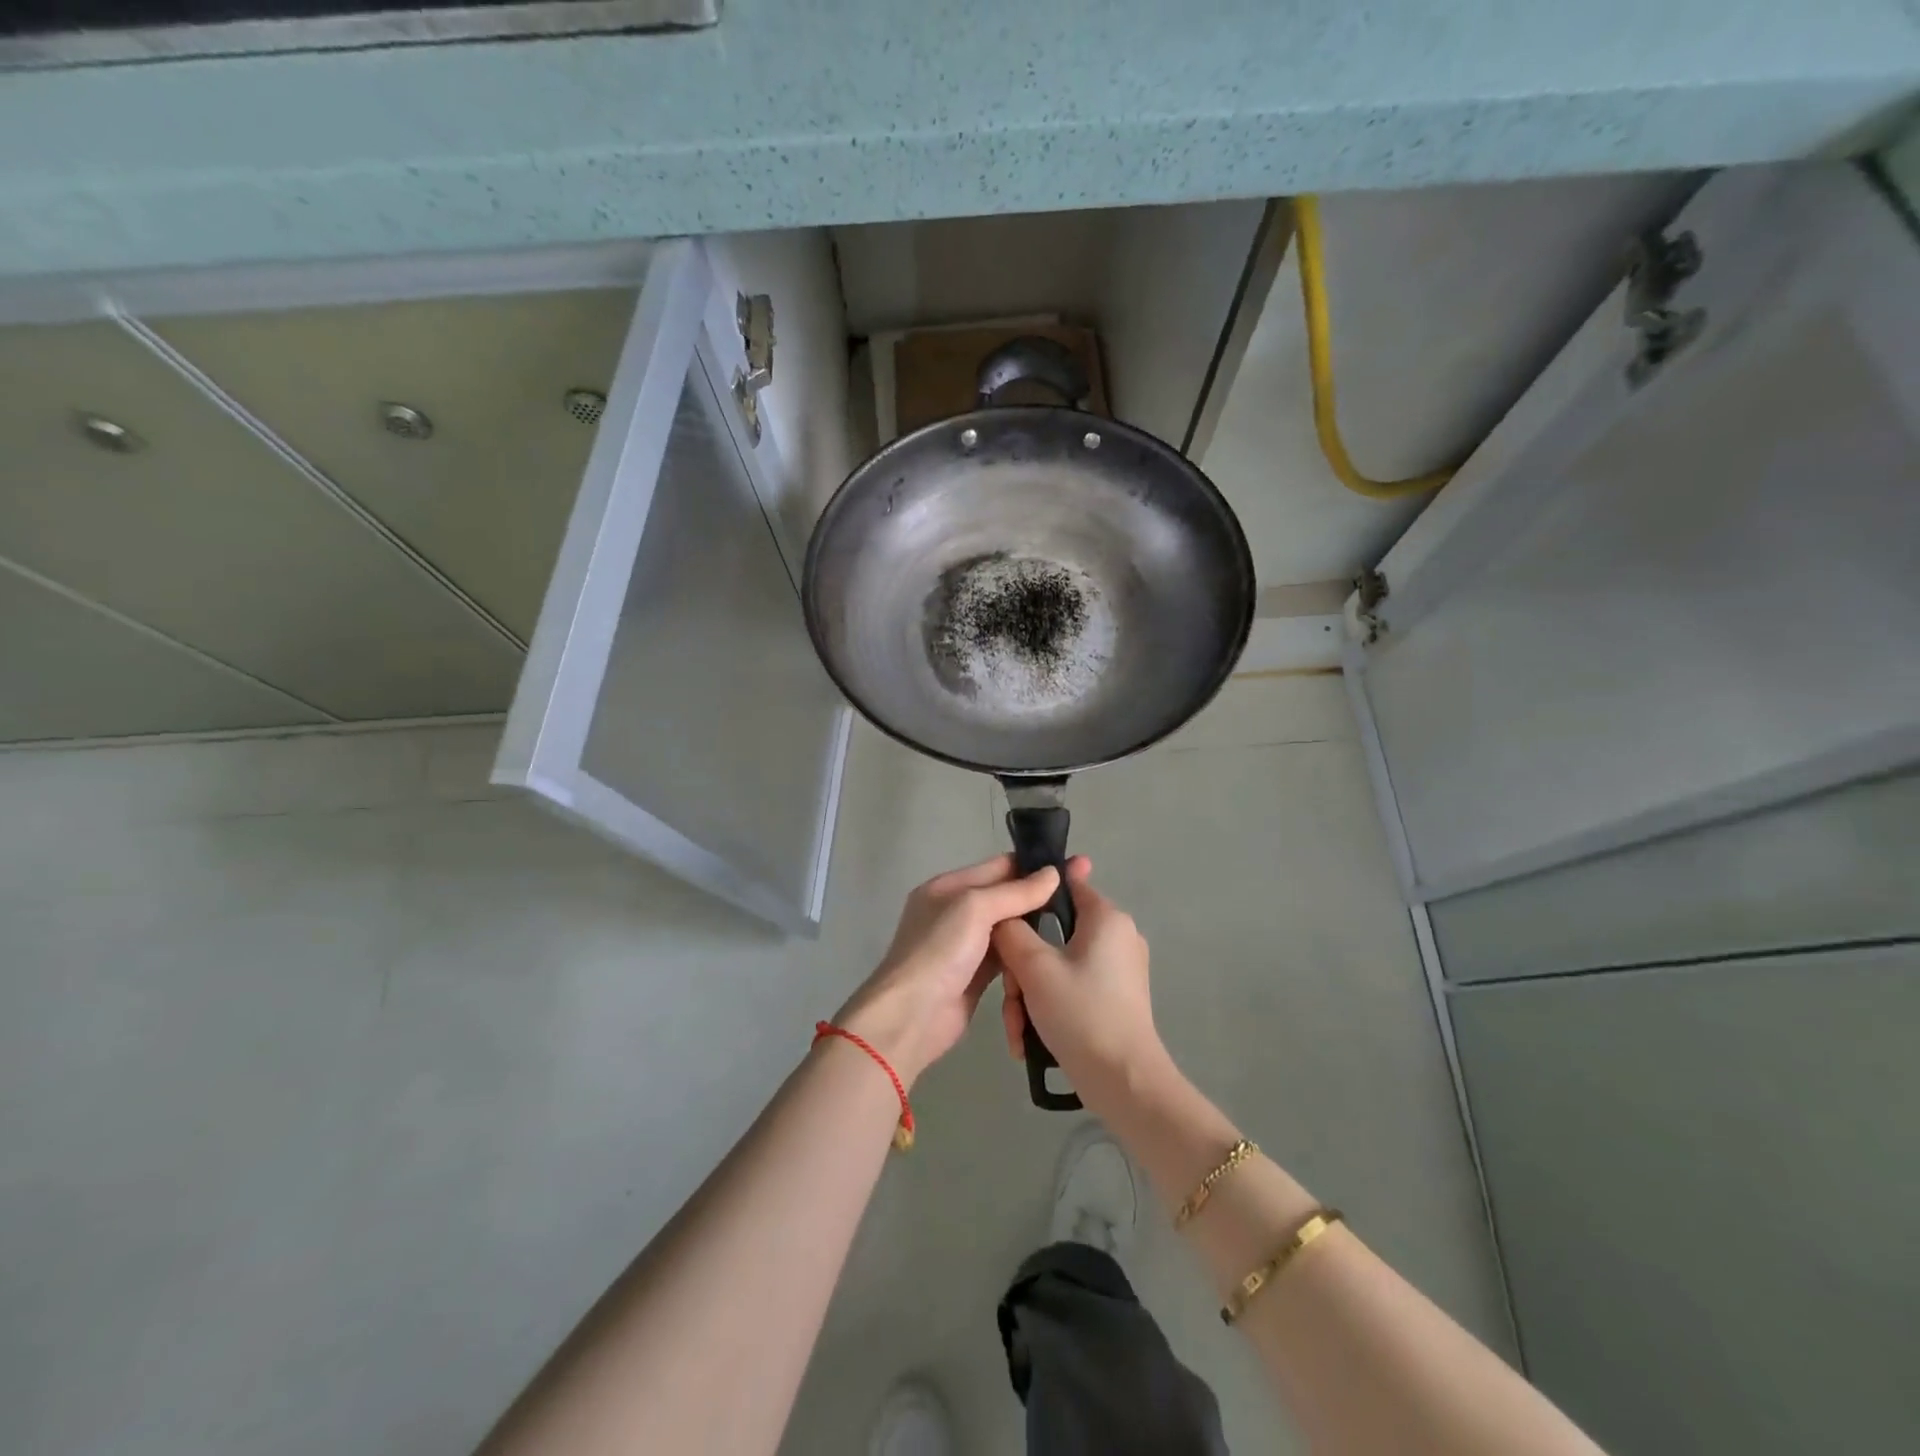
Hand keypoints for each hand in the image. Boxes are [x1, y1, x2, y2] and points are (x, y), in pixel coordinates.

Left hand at [834, 854, 1077, 1086]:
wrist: (912, 1017)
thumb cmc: (939, 952)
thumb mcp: (974, 908)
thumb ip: (1014, 891)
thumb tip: (1053, 873)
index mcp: (948, 887)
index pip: (998, 866)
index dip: (1033, 866)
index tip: (1073, 866)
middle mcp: (955, 912)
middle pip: (1005, 898)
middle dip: (1038, 897)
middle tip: (1080, 896)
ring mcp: (965, 946)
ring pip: (1008, 929)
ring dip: (1033, 929)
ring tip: (1074, 924)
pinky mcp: (975, 976)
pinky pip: (1007, 958)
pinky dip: (1024, 956)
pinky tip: (1050, 954)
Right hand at [992, 862, 1166, 1110]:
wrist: (1123, 1081)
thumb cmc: (1080, 1012)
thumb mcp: (1034, 967)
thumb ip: (1012, 931)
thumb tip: (1003, 918)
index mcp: (1106, 918)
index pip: (1065, 884)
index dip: (1031, 895)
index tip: (1004, 919)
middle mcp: (1117, 936)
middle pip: (1054, 934)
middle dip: (1023, 967)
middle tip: (1011, 995)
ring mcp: (1118, 970)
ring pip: (1057, 965)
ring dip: (1030, 994)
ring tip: (1018, 1028)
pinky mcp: (1115, 999)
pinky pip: (1071, 988)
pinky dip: (1048, 1007)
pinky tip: (1029, 1039)